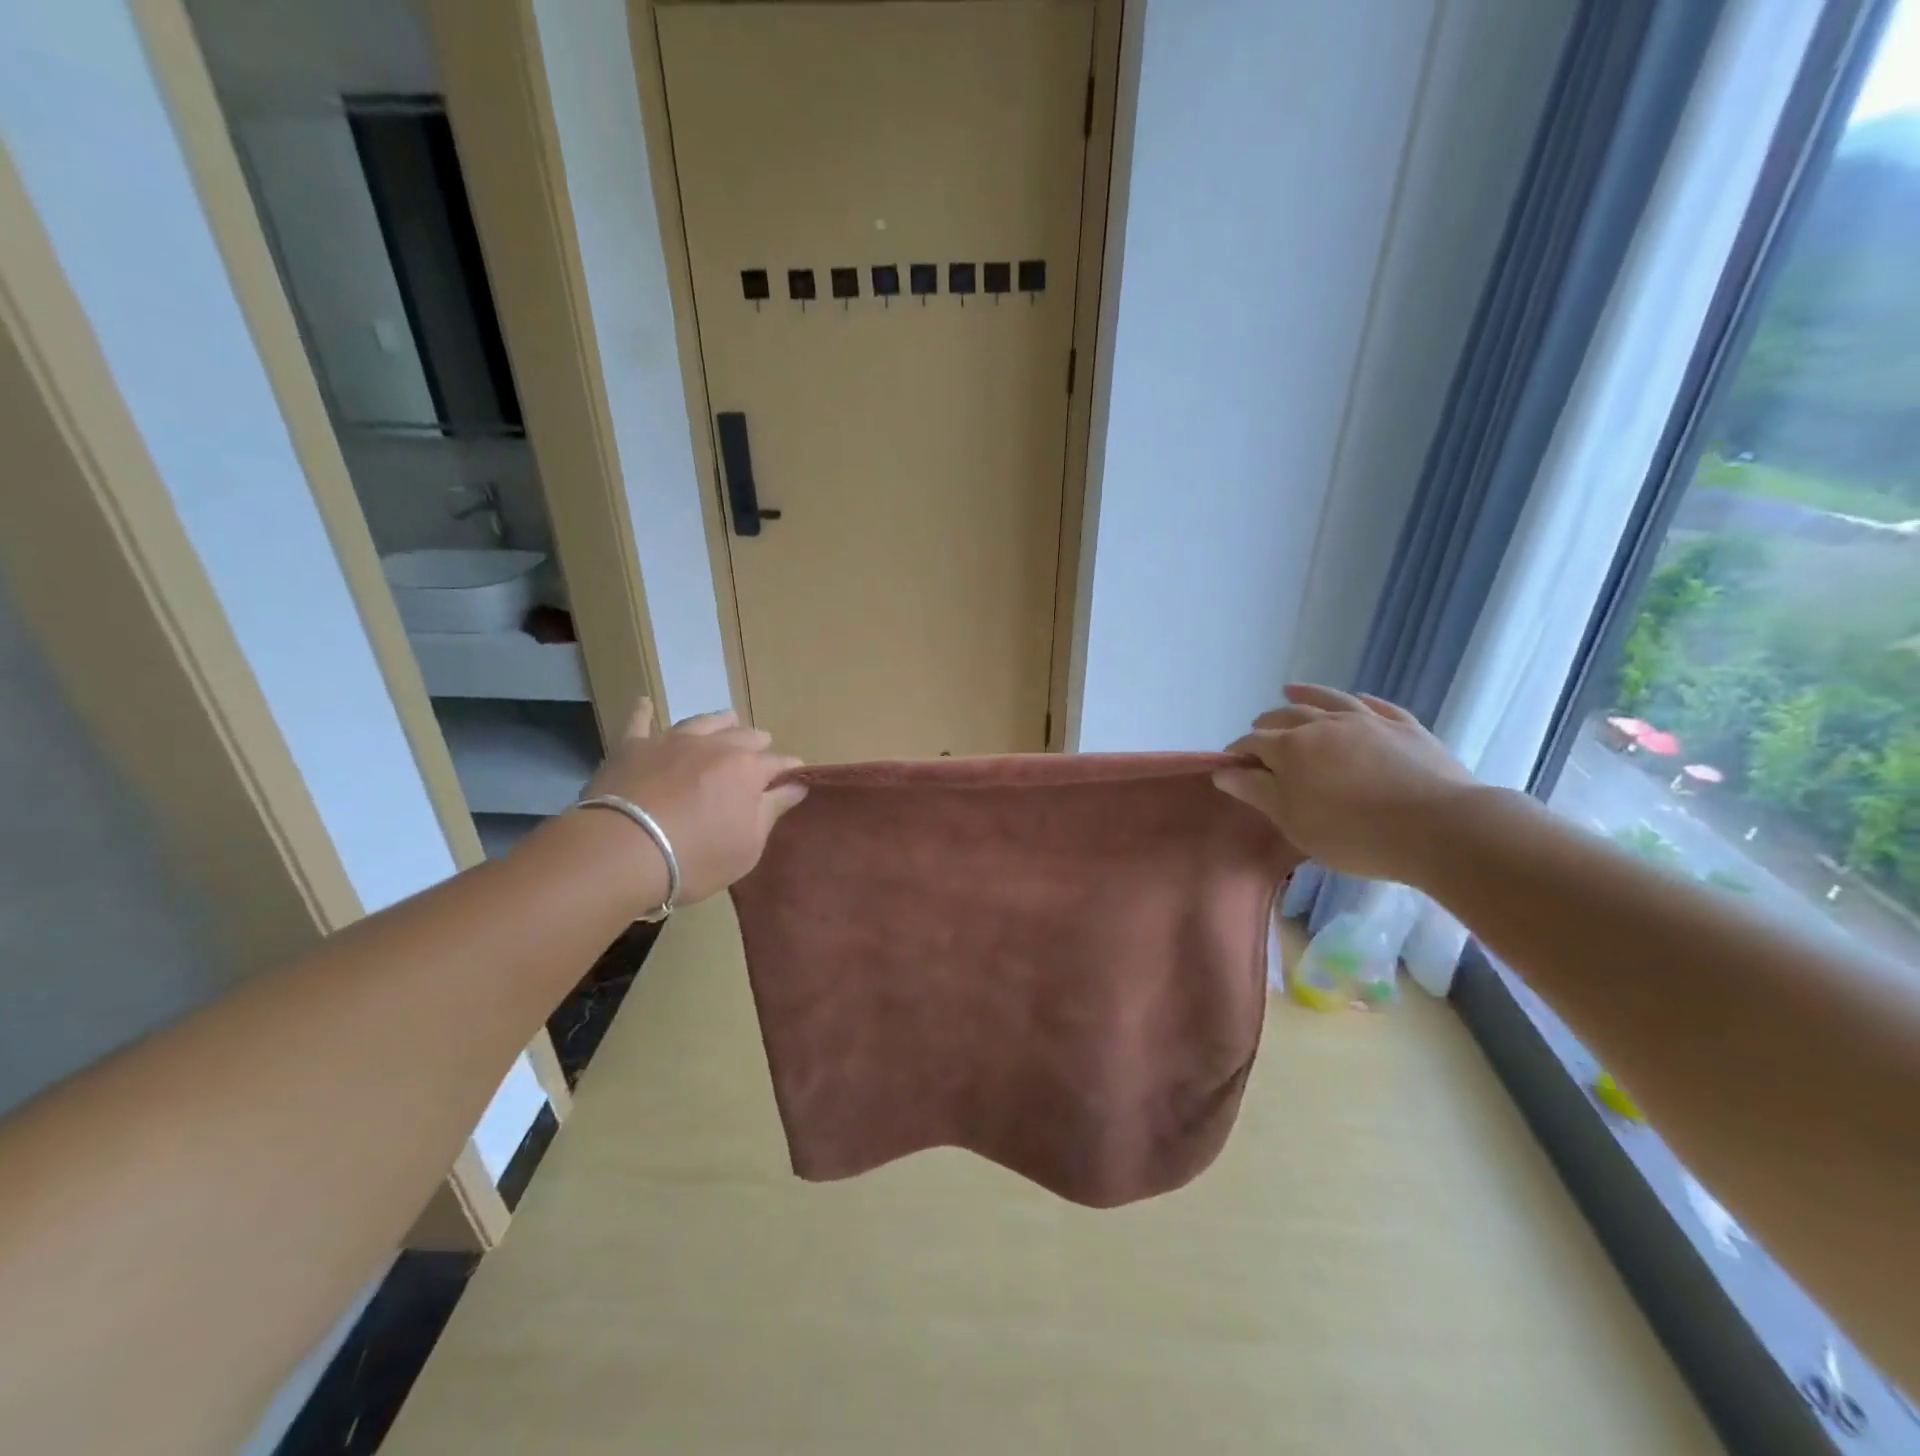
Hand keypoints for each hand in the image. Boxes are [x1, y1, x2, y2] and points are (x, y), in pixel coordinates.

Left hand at [581, 700, 806, 903]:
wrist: (622, 851)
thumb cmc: (696, 857)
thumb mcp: (748, 845)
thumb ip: (773, 810)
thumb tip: (797, 784)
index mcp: (748, 769)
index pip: (778, 763)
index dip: (789, 770)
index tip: (795, 777)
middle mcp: (714, 746)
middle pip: (744, 736)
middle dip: (757, 743)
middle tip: (761, 748)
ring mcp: (672, 741)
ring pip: (703, 722)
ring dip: (719, 721)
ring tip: (728, 719)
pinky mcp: (632, 746)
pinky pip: (640, 721)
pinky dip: (645, 711)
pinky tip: (645, 702)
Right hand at [1215, 684, 1477, 882]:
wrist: (1438, 828)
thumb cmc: (1353, 833)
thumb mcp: (1294, 821)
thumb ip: (1257, 792)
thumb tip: (1223, 772)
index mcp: (1291, 748)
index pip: (1254, 743)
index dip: (1238, 752)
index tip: (1232, 765)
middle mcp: (1324, 724)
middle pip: (1287, 715)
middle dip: (1267, 722)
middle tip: (1258, 731)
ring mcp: (1367, 721)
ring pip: (1329, 700)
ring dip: (1306, 695)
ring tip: (1291, 691)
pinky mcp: (1405, 726)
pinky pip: (1376, 705)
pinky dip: (1358, 701)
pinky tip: (1356, 701)